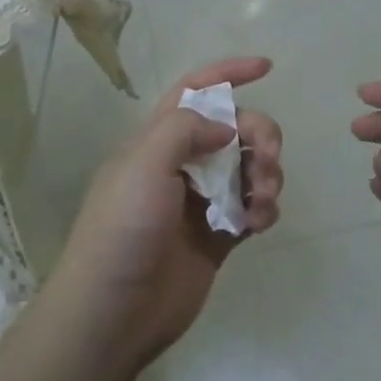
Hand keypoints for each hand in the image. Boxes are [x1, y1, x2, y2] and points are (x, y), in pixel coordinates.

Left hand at [49, 57, 282, 368]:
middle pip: (234, 129)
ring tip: (262, 199)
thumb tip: (227, 128)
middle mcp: (181, 165)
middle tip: (267, 157)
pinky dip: (264, 208)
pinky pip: (253, 208)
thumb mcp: (144, 164)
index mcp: (156, 140)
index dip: (228, 73)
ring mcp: (202, 202)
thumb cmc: (123, 230)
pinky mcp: (219, 236)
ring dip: (266, 174)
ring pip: (249, 168)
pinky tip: (260, 222)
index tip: (266, 68)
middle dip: (259, 133)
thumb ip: (185, 130)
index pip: (195, 91)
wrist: (114, 312)